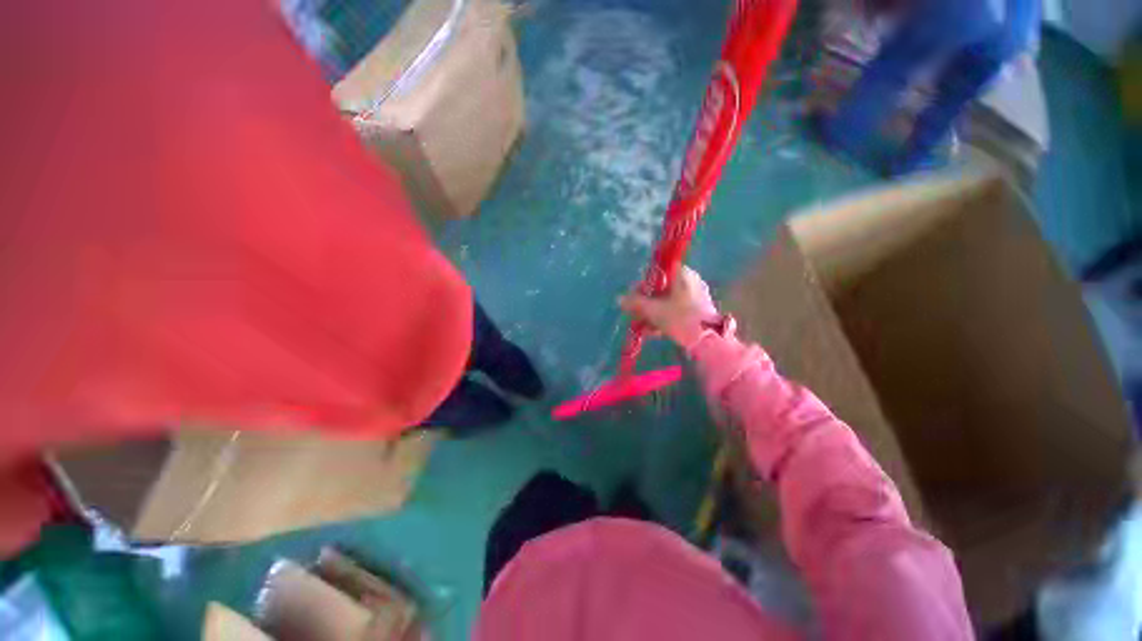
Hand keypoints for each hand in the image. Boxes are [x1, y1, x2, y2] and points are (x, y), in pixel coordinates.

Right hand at [620, 267, 720, 349]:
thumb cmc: (679, 318)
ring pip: (668, 300)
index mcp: (682, 274)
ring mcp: (696, 296)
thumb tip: (619, 299)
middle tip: (636, 313)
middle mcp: (690, 281)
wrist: (708, 341)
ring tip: (642, 326)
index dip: (644, 283)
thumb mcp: (653, 310)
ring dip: (653, 312)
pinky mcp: (698, 311)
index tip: (634, 295)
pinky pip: (676, 310)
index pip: (658, 271)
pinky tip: (653, 332)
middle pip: (662, 288)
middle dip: (646, 301)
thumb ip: (635, 303)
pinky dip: (664, 318)